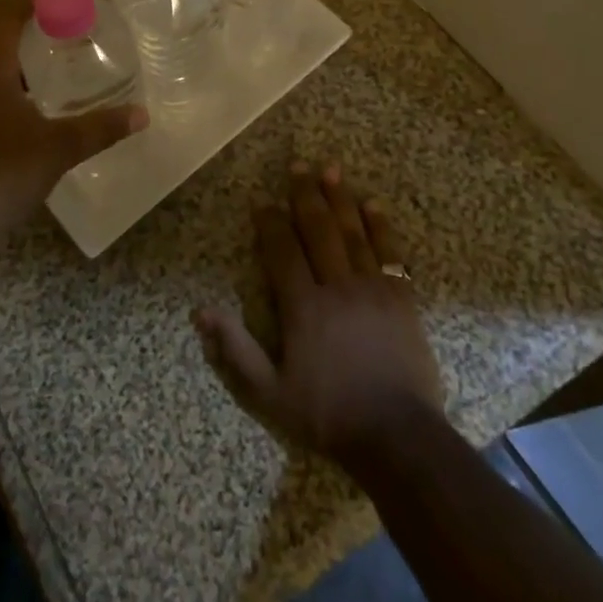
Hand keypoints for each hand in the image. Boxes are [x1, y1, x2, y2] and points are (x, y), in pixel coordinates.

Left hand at [0, 0, 147, 253]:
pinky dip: (10, 88)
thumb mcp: (57, 148)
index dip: (36, 2)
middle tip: (74, 37)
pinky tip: (37, 111)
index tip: (70, 6)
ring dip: (22, 63)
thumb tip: (142, 114)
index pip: (5, 14)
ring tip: (62, 71)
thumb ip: (100, 128)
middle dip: (34, 32)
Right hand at [195, 160, 442, 468]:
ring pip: (353, 233)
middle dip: (305, 195)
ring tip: (330, 169)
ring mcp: (373, 289)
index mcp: (303, 307)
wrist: (398, 437)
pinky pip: (389, 252)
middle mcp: (337, 287)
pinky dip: (380, 226)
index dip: (269, 222)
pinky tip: (372, 204)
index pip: (282, 251)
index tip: (260, 199)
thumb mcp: (269, 394)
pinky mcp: (402, 298)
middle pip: (318, 230)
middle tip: (297, 164)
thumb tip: (200, 311)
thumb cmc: (328, 415)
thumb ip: (235, 350)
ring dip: (340, 198)